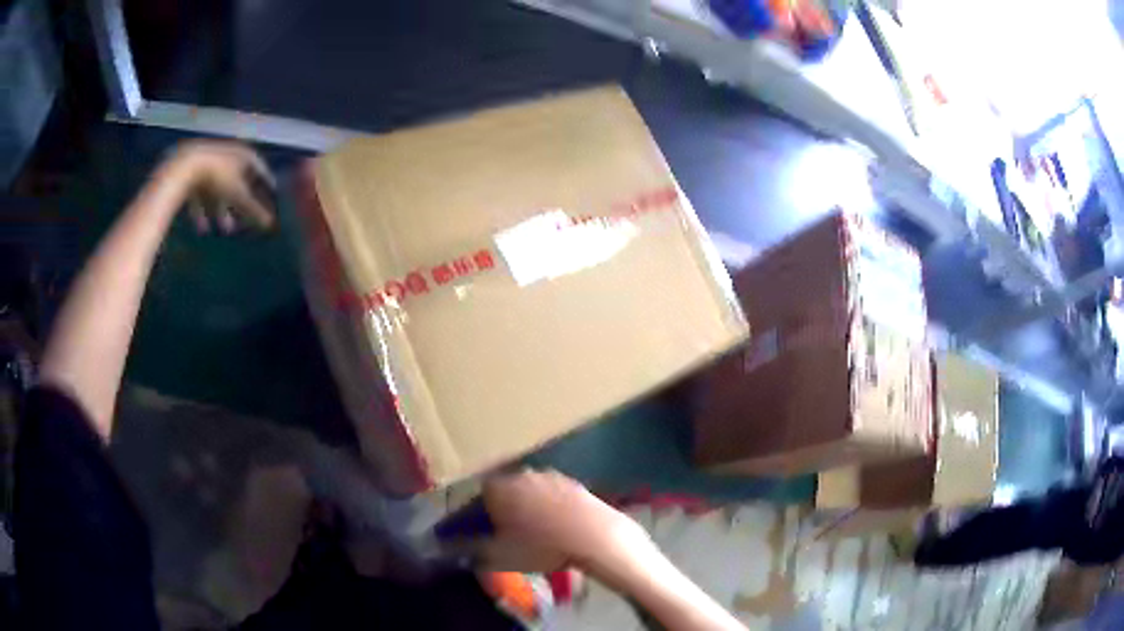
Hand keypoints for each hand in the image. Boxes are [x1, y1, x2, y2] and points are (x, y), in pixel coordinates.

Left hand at [155, 140, 276, 232]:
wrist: (183, 167)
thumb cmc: (215, 178)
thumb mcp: (237, 196)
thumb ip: (253, 211)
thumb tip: (271, 225)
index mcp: (242, 154)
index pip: (260, 169)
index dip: (266, 185)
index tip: (270, 199)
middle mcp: (227, 155)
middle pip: (237, 182)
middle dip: (240, 204)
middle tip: (246, 221)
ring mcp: (208, 162)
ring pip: (218, 190)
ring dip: (221, 210)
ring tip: (223, 231)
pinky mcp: (191, 171)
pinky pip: (199, 193)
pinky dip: (202, 210)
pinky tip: (201, 229)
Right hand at [483, 470, 651, 569]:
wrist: (594, 536)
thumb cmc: (541, 547)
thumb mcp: (500, 556)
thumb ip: (475, 549)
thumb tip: (463, 546)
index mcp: (498, 488)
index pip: (476, 496)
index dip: (475, 515)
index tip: (479, 531)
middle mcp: (521, 474)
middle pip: (503, 490)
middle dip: (501, 508)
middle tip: (504, 532)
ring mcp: (550, 476)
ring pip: (529, 491)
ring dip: (526, 506)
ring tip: (533, 531)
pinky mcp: (573, 483)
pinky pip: (551, 494)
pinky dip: (549, 507)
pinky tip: (556, 526)